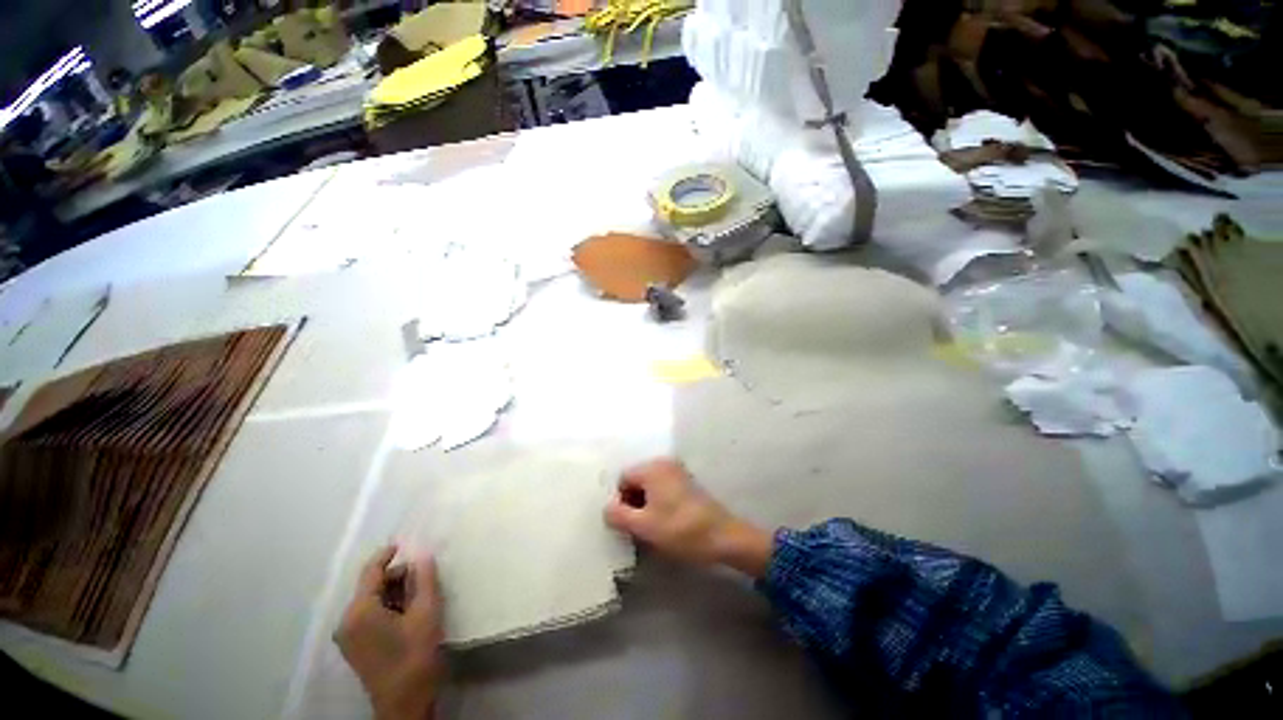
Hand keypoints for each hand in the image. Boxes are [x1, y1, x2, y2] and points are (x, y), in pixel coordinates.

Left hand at [335, 546, 444, 719]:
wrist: (404, 704)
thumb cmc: (415, 655)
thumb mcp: (426, 613)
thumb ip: (425, 580)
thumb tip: (423, 555)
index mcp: (359, 611)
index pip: (371, 572)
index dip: (387, 555)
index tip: (403, 543)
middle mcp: (347, 621)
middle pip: (371, 586)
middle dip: (397, 576)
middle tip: (424, 575)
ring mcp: (348, 636)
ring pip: (371, 601)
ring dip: (394, 592)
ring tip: (420, 594)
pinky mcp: (355, 647)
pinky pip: (369, 615)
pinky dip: (388, 607)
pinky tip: (408, 611)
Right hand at [604, 458, 772, 577]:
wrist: (723, 537)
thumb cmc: (679, 529)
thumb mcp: (644, 526)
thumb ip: (618, 515)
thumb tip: (607, 509)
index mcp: (652, 468)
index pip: (623, 479)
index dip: (620, 501)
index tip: (627, 523)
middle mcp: (664, 463)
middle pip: (636, 480)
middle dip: (632, 502)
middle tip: (637, 526)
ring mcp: (678, 471)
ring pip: (649, 486)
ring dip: (645, 504)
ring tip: (651, 527)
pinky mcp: (687, 483)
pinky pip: (663, 488)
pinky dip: (658, 502)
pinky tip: (665, 522)